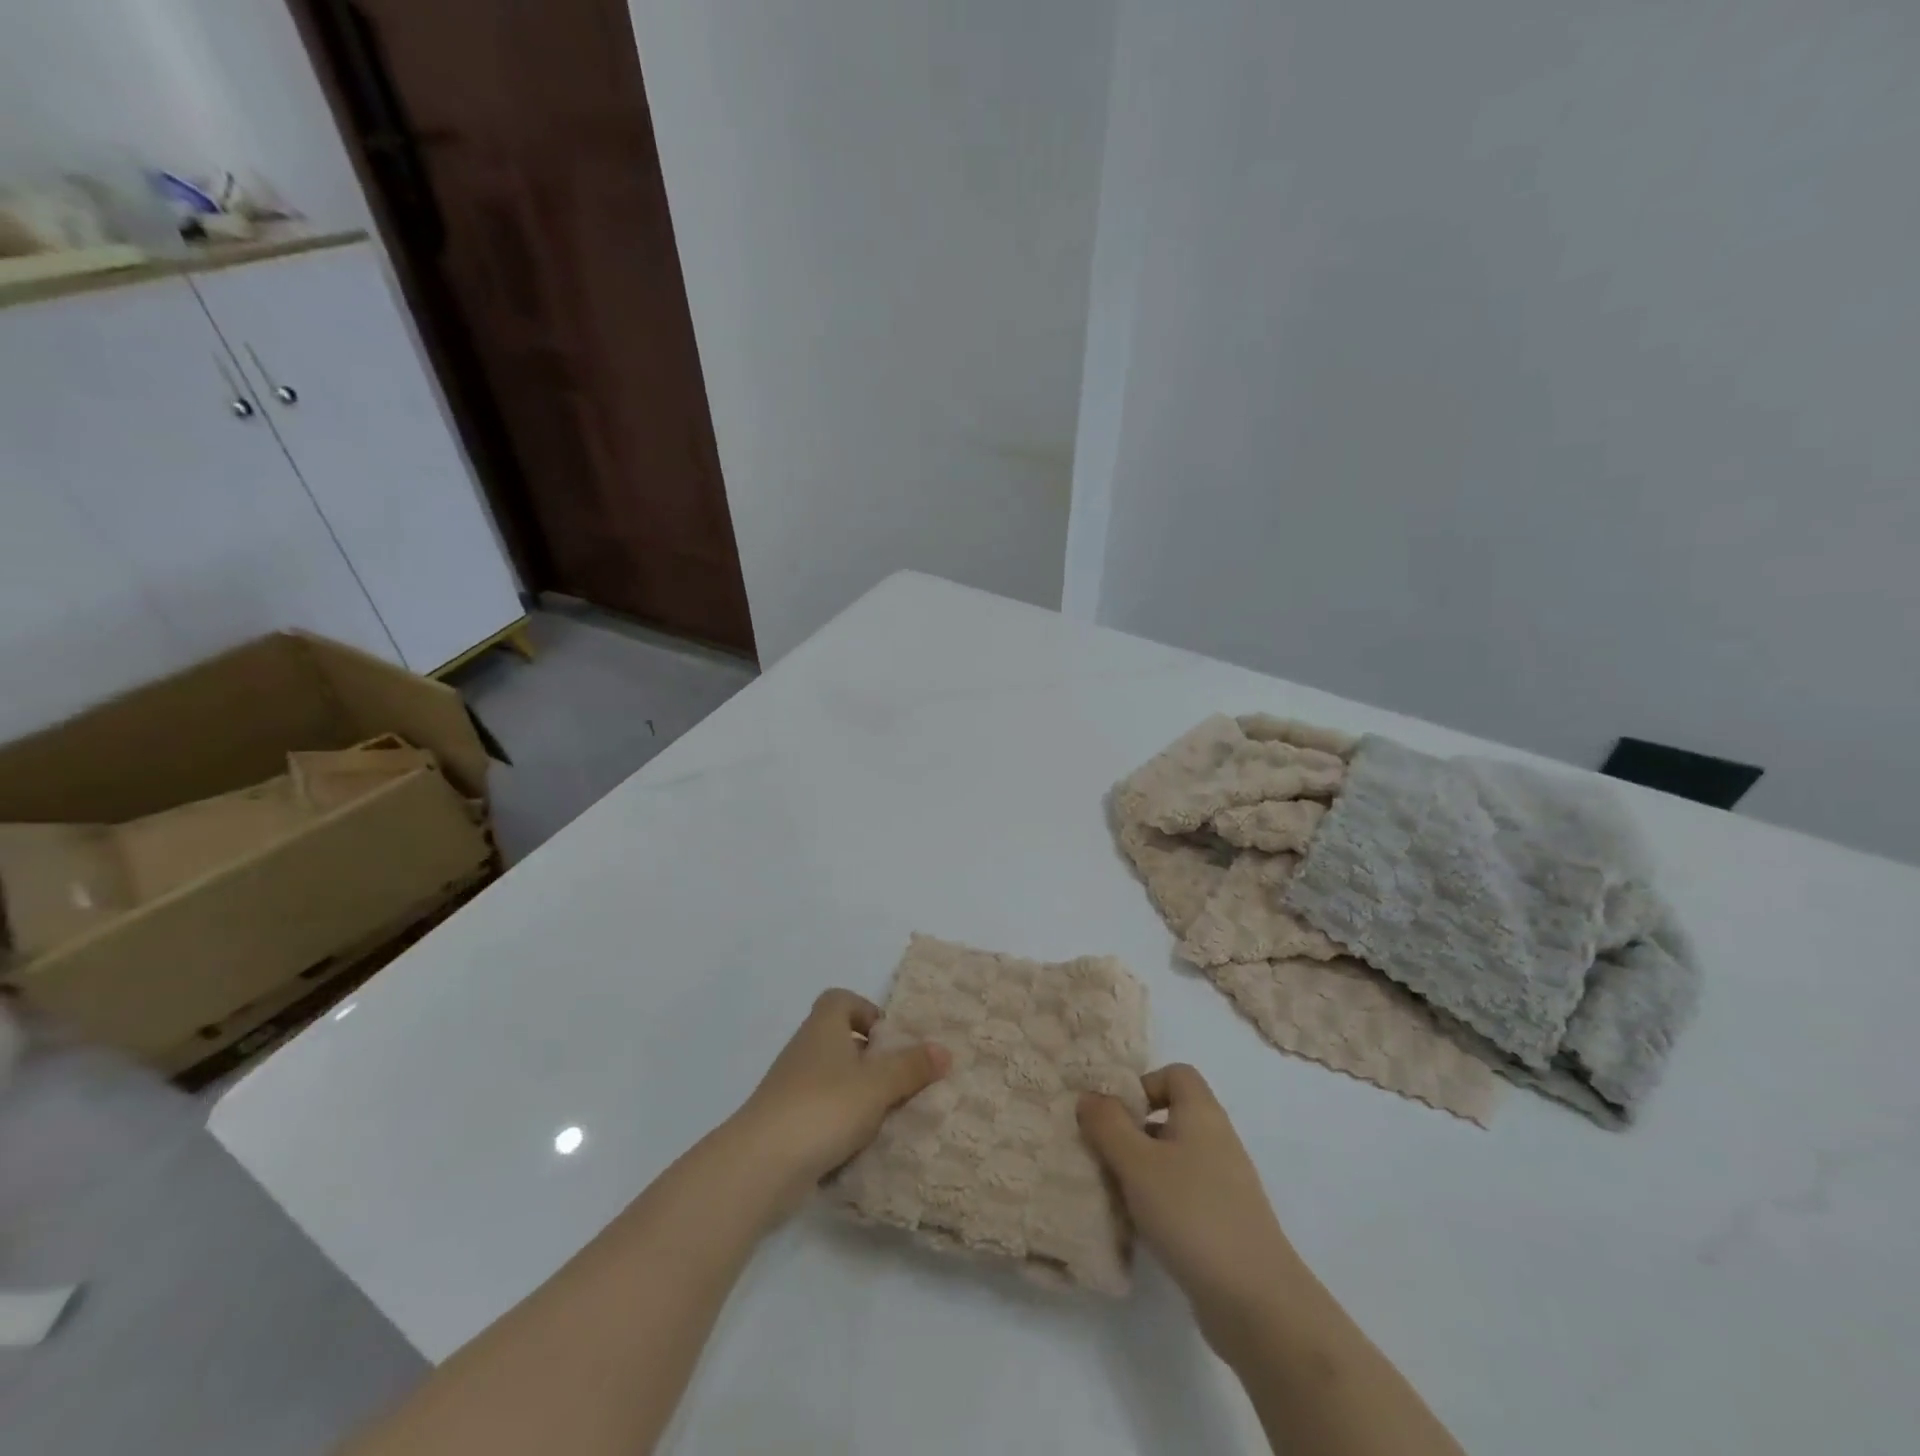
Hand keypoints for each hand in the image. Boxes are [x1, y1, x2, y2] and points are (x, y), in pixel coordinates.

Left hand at [727, 989, 949, 1217]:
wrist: (761, 1165)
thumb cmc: (824, 1107)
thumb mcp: (878, 1085)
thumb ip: (911, 1067)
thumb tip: (944, 1050)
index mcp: (823, 1027)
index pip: (840, 999)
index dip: (865, 1010)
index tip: (888, 1039)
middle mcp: (804, 1050)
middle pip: (839, 1040)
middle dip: (870, 1059)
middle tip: (900, 1080)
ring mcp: (791, 1088)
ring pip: (832, 1080)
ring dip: (858, 1094)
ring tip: (888, 1116)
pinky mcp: (785, 1124)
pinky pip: (821, 1113)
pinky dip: (841, 1124)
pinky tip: (862, 1146)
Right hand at [1078, 1064, 1298, 1357]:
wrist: (1256, 1301)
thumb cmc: (1192, 1214)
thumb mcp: (1137, 1163)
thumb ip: (1107, 1124)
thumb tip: (1089, 1097)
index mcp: (1202, 1113)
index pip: (1175, 1073)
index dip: (1143, 1085)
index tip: (1115, 1116)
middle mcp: (1217, 1140)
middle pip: (1170, 1117)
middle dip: (1132, 1133)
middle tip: (1102, 1156)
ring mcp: (1224, 1184)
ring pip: (1172, 1160)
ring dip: (1141, 1172)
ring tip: (1113, 1195)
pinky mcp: (1224, 1222)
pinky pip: (1183, 1195)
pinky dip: (1158, 1203)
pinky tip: (1139, 1230)